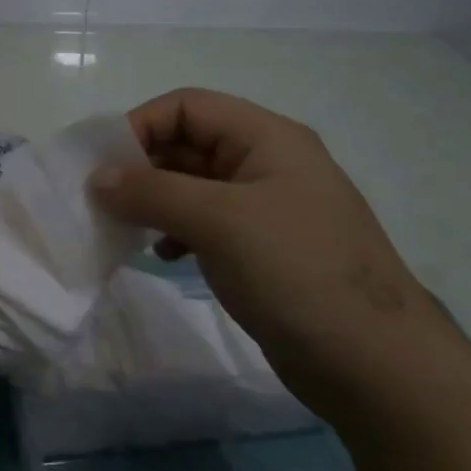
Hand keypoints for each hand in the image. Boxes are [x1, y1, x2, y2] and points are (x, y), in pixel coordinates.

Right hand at [88, 88, 448, 410]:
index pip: (188, 106)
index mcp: (267, 138)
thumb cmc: (297, 272)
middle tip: (101, 200)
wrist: (374, 364)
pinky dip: (176, 230)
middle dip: (141, 166)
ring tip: (124, 227)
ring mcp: (266, 208)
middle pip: (188, 143)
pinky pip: (205, 222)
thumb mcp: (219, 221)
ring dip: (154, 200)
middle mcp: (266, 163)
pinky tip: (163, 255)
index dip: (140, 125)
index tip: (101, 165)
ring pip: (193, 185)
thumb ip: (152, 191)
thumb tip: (96, 178)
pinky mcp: (262, 248)